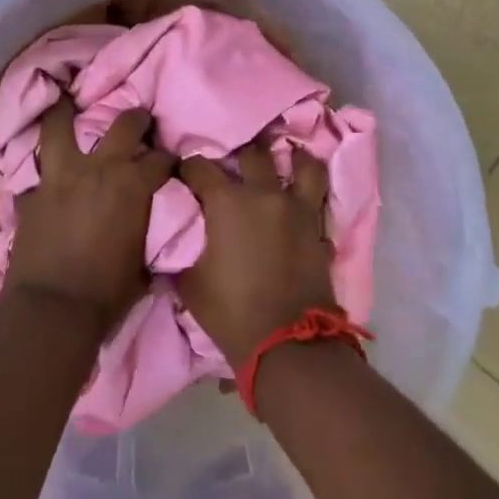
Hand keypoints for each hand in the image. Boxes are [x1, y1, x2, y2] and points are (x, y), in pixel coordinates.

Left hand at [6, 100, 173, 332]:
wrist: (53, 310)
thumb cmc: (108, 293)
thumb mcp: (143, 262)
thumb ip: (146, 229)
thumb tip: (151, 223)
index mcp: (133, 185)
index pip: (160, 159)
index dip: (168, 160)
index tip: (169, 163)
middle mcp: (99, 168)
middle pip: (123, 124)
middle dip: (136, 119)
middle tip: (138, 120)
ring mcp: (61, 175)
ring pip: (60, 126)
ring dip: (64, 112)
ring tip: (66, 100)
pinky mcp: (33, 192)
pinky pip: (37, 169)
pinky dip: (43, 167)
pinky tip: (44, 165)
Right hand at [177, 143, 336, 365]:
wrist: (286, 344)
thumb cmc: (230, 312)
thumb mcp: (190, 282)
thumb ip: (184, 248)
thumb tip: (179, 235)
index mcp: (227, 202)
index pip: (200, 167)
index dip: (188, 167)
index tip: (183, 173)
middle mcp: (265, 194)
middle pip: (253, 154)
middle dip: (239, 155)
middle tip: (234, 165)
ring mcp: (298, 210)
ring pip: (304, 165)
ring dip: (293, 160)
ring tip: (288, 160)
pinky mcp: (320, 230)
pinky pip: (318, 203)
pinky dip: (311, 200)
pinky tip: (302, 204)